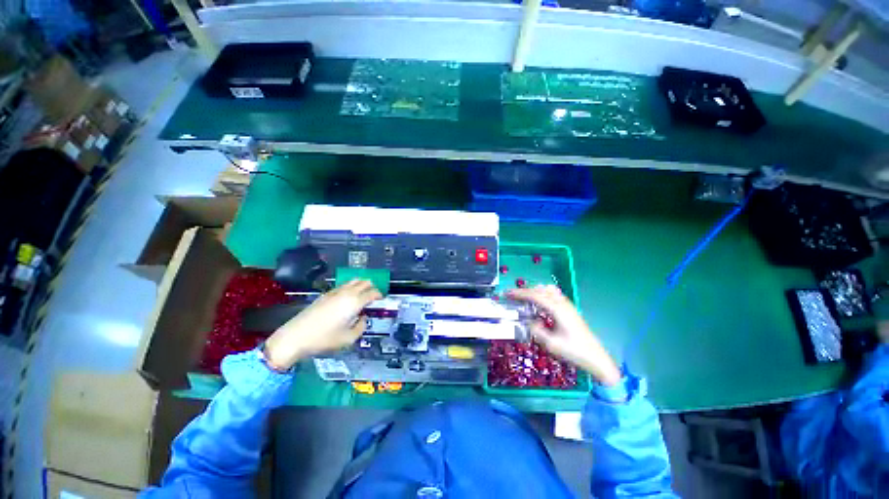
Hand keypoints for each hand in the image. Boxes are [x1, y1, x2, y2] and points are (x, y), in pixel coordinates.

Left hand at [264, 280, 381, 370]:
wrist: (295, 337)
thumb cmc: (324, 339)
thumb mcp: (348, 339)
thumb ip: (361, 327)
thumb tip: (363, 318)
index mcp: (354, 302)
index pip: (372, 293)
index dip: (379, 295)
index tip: (381, 300)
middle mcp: (346, 293)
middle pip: (364, 282)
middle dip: (371, 287)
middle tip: (373, 297)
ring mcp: (335, 292)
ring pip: (353, 281)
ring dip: (361, 285)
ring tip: (362, 295)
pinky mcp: (325, 294)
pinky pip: (343, 286)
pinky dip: (350, 288)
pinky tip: (346, 299)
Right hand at [508, 285, 621, 386]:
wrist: (596, 358)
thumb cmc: (574, 352)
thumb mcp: (551, 344)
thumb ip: (537, 330)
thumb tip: (530, 321)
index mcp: (557, 310)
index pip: (535, 296)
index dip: (519, 293)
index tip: (507, 293)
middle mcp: (562, 303)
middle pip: (540, 290)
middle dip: (524, 291)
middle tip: (511, 295)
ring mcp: (568, 305)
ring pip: (548, 290)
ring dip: (534, 291)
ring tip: (524, 297)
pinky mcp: (570, 309)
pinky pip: (554, 295)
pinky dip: (543, 294)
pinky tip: (539, 302)